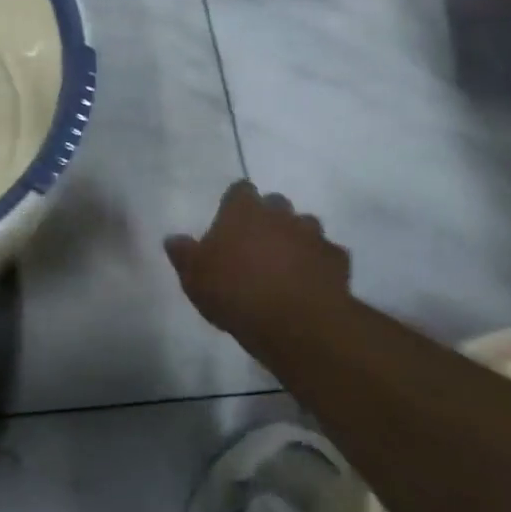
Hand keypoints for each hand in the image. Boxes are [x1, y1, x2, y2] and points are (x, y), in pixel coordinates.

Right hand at [165, 181, 350, 347]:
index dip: (236, 203)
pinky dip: (321, 264)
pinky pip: (328, 255)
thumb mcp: (195, 277)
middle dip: (269, 218)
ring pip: (306, 225)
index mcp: (243, 211)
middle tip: (257, 245)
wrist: (296, 321)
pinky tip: (312, 282)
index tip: (230, 220)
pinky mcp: (337, 260)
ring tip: (287, 264)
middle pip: (276, 203)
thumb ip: (184, 254)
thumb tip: (173, 239)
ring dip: (297, 239)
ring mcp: (312, 234)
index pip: (240, 190)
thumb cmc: (235, 292)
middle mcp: (280, 214)